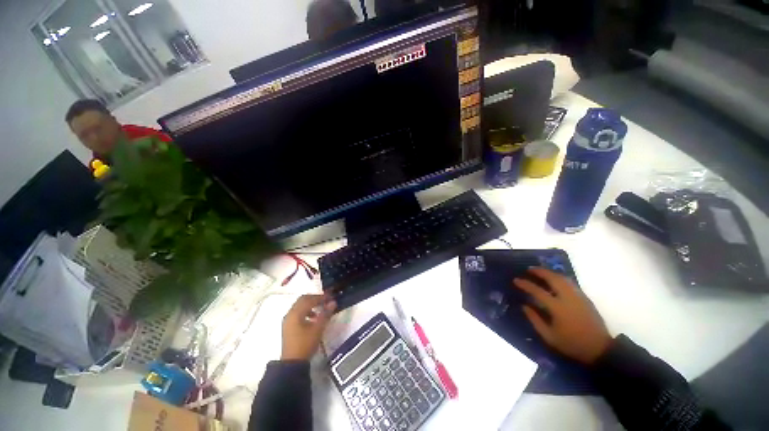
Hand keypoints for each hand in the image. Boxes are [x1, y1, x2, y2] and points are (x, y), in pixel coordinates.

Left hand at [281, 294, 336, 360]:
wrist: (292, 363)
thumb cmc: (305, 344)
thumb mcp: (318, 329)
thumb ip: (326, 314)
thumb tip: (333, 302)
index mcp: (296, 313)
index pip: (310, 299)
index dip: (321, 297)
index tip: (331, 297)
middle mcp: (290, 313)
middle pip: (303, 300)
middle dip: (315, 298)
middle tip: (326, 300)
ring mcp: (287, 320)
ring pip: (300, 306)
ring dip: (310, 304)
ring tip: (320, 309)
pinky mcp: (288, 326)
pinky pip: (297, 313)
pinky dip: (306, 311)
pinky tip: (313, 318)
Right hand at [513, 267, 612, 364]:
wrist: (600, 349)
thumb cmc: (572, 344)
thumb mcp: (549, 337)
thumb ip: (535, 320)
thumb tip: (524, 306)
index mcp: (557, 308)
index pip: (537, 291)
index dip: (525, 284)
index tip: (516, 280)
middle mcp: (568, 298)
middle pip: (553, 278)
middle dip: (540, 271)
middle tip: (529, 269)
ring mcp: (578, 297)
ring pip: (563, 278)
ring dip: (550, 273)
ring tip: (541, 272)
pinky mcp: (585, 298)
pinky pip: (570, 283)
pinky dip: (560, 278)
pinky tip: (555, 280)